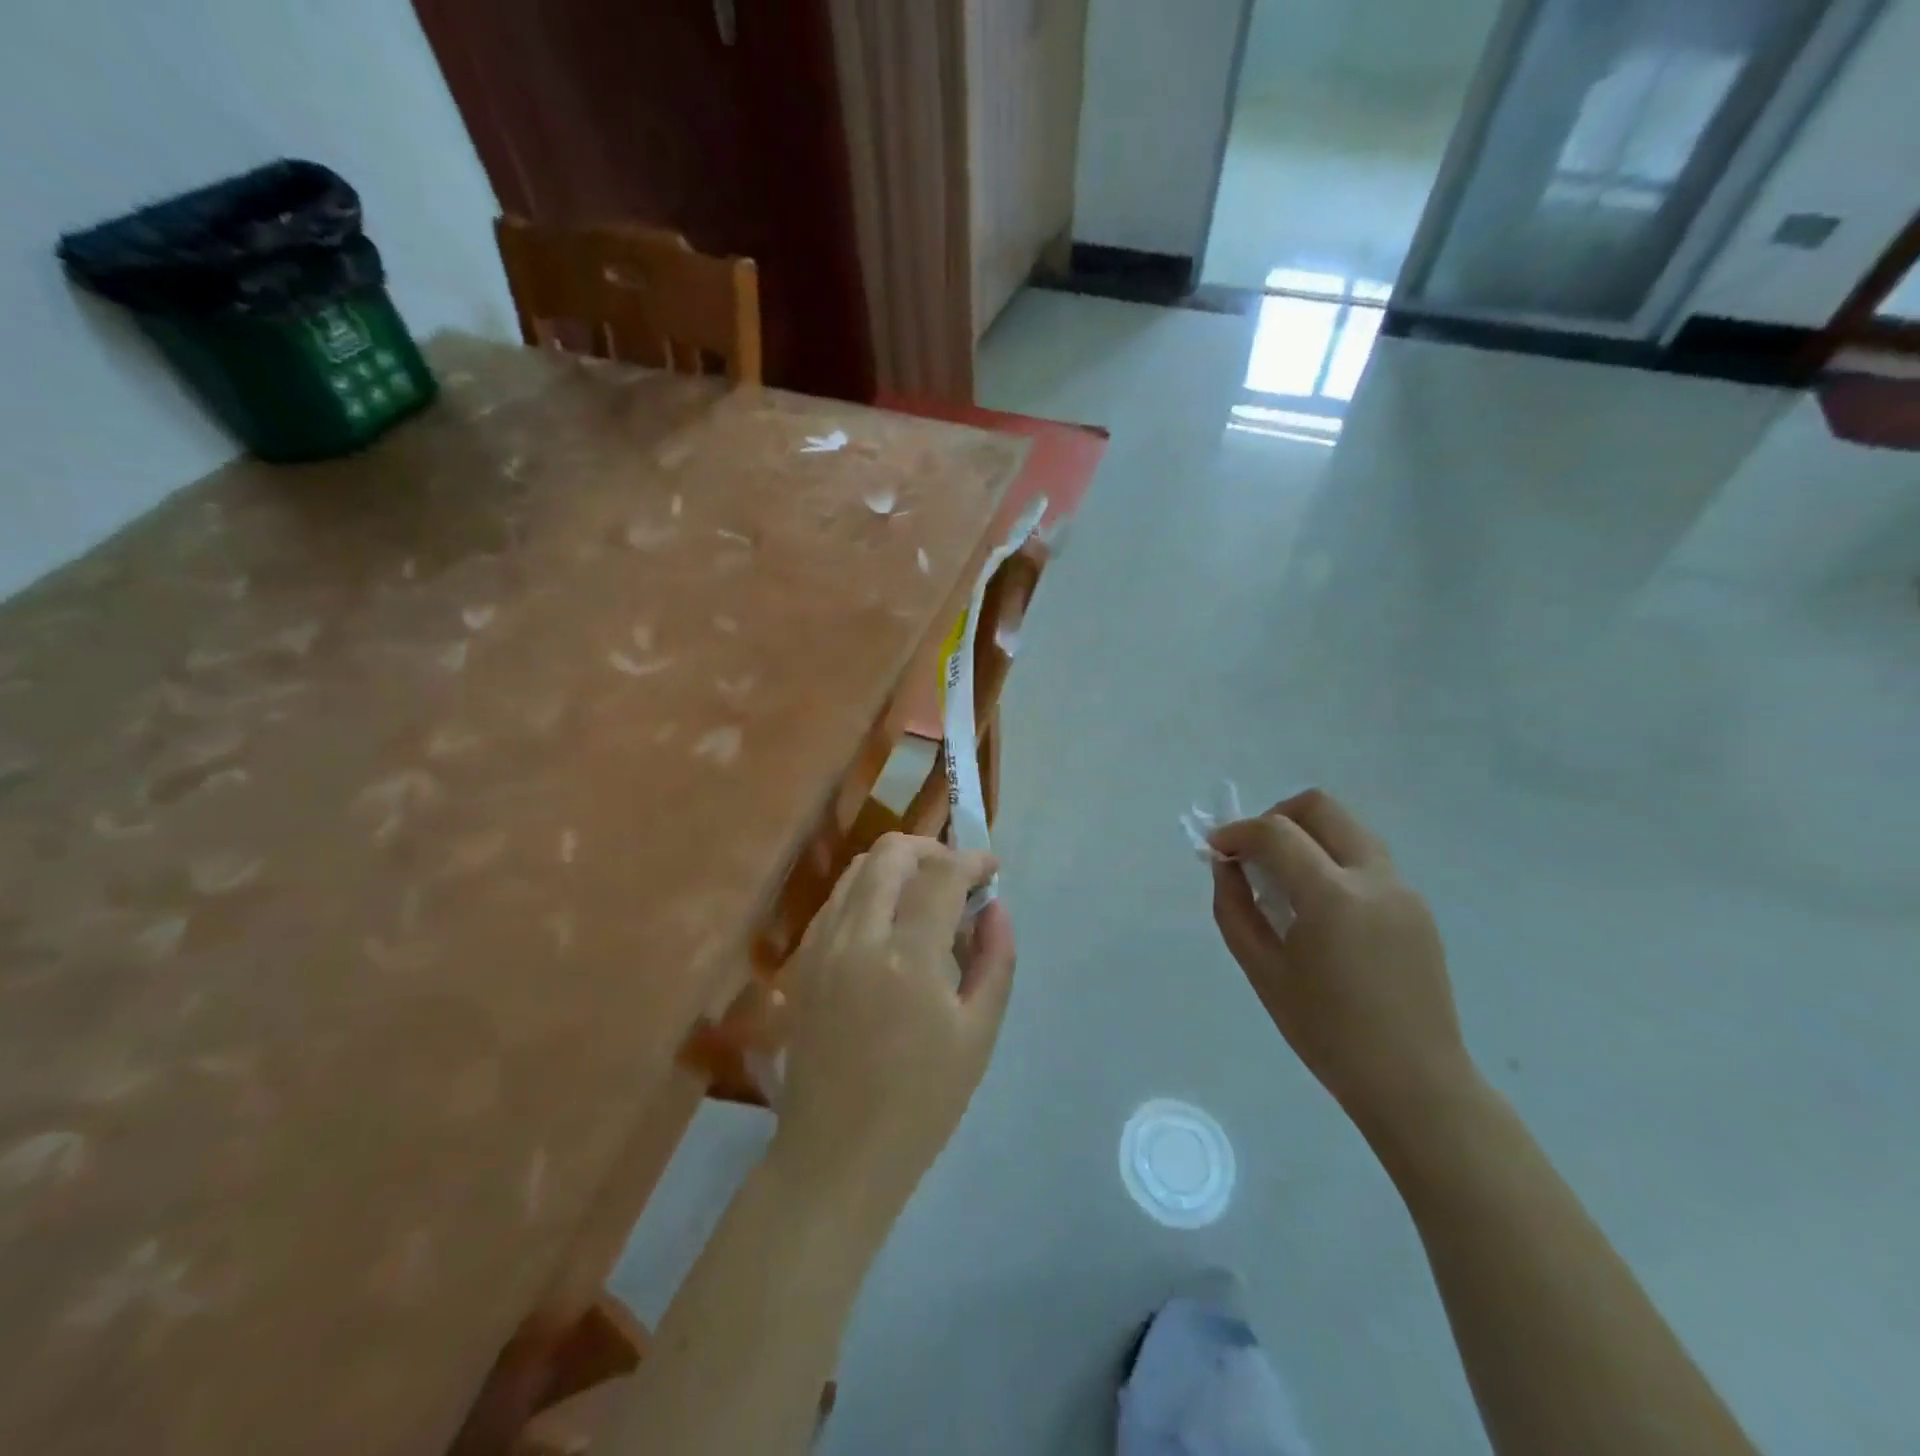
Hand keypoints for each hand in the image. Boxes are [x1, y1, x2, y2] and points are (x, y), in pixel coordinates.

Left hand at [772, 834, 1017, 1211]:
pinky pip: (837, 900)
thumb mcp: (978, 1034)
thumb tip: (995, 907)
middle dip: (931, 850)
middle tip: (957, 878)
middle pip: (891, 853)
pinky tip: (888, 926)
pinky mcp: (801, 961)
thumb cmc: (921, 1102)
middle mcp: (856, 936)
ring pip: (858, 870)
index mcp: (906, 957)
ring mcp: (820, 945)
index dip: (972, 860)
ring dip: (897, 867)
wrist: (837, 1154)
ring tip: (925, 898)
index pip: (941, 874)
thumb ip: (994, 960)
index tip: (990, 870)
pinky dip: (868, 892)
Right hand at [1209, 789, 1471, 1140]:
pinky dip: (1332, 862)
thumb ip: (1235, 908)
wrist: (1415, 1083)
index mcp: (1333, 895)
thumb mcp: (1262, 971)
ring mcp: (1403, 890)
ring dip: (1307, 836)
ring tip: (1283, 880)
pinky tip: (1319, 910)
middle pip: (1320, 807)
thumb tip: (1226, 866)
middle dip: (1276, 816)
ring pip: (1348, 829)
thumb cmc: (1327, 1032)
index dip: (1238, 832)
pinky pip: (1366, 861)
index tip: (1216, 850)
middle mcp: (1374, 878)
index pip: (1276, 832)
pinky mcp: (1417, 907)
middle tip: (1253, 853)